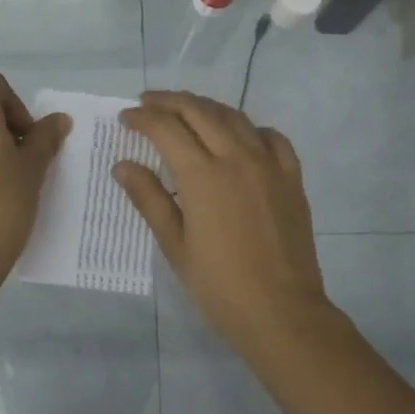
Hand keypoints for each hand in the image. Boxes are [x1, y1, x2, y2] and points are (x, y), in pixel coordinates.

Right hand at [115, 90, 331, 356]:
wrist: (281, 311)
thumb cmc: (219, 285)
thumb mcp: (175, 245)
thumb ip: (149, 199)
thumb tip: (123, 165)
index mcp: (203, 176)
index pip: (166, 129)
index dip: (142, 118)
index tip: (126, 118)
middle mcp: (237, 158)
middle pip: (200, 112)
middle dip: (169, 101)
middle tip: (148, 102)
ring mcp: (269, 165)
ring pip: (235, 117)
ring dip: (205, 107)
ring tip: (185, 110)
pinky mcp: (292, 178)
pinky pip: (272, 138)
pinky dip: (250, 128)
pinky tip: (239, 137)